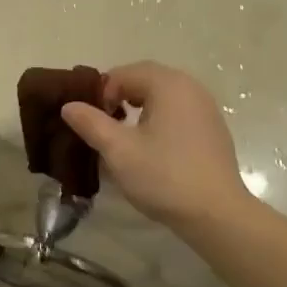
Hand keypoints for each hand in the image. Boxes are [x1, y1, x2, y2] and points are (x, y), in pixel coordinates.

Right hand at [59, 62, 247, 227]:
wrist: (217, 214)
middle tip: (104, 127)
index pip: (124, 73)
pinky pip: (178, 111)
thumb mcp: (119, 151)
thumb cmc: (165, 177)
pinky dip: (159, 120)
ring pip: (163, 96)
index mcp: (168, 84)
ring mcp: (206, 107)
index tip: (91, 122)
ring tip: (125, 138)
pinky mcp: (213, 128)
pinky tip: (152, 149)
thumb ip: (91, 123)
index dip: (101, 93)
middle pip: (145, 79)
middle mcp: (190, 87)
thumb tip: (69, 105)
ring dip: (139, 109)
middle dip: (120, 98)